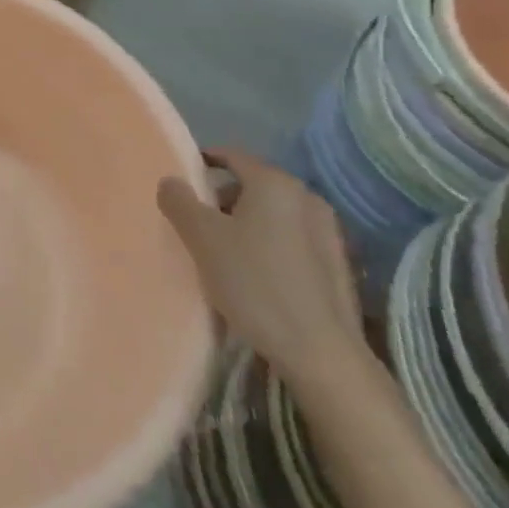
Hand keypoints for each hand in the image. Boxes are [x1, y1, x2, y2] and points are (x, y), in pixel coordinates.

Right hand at [157, 147, 363, 376]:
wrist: (319, 352)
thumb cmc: (254, 283)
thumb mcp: (202, 239)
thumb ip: (180, 202)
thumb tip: (171, 181)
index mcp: (275, 183)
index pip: (232, 155)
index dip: (203, 162)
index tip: (181, 181)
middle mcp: (307, 197)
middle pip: (253, 184)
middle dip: (223, 197)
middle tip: (197, 222)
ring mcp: (328, 230)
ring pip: (274, 213)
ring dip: (247, 222)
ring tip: (224, 251)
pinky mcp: (338, 263)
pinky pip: (292, 238)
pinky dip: (270, 243)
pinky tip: (256, 274)